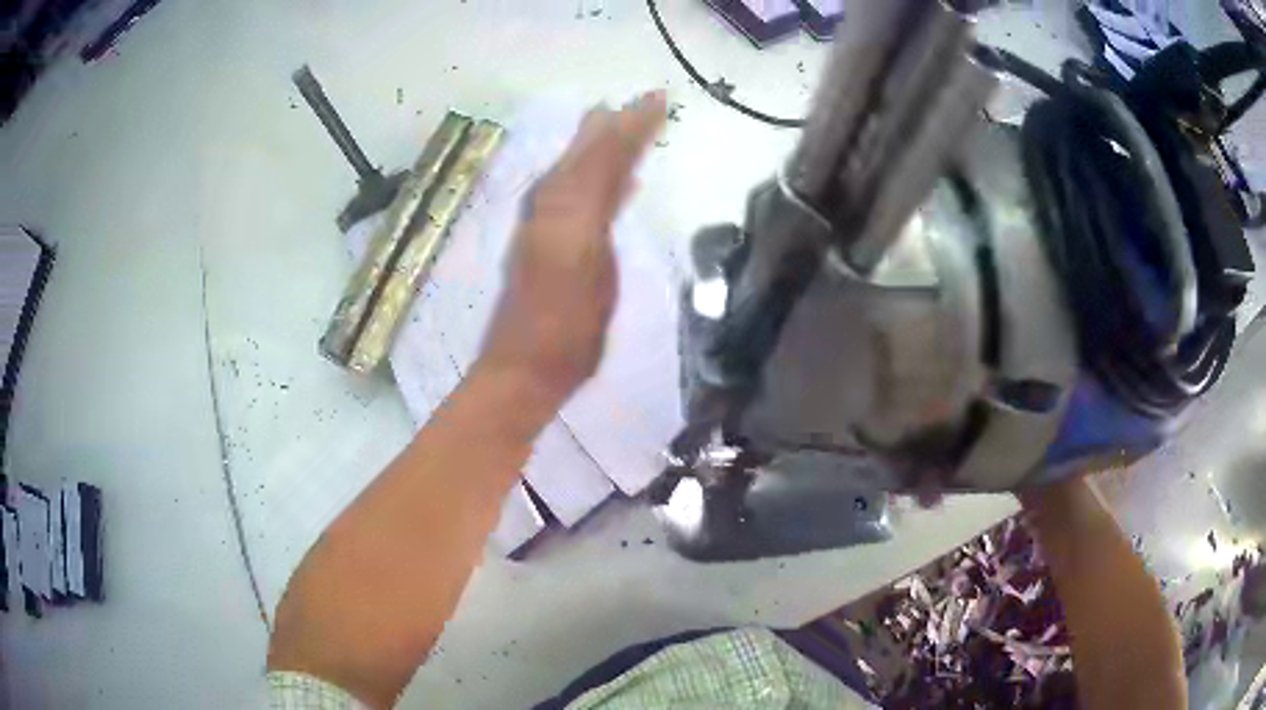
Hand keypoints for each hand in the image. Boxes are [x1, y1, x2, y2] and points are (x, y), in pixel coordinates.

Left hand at [477, 91, 667, 407]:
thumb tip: (618, 166)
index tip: (659, 100)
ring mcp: (545, 225)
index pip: (604, 153)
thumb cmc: (566, 328)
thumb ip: (599, 207)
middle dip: (616, 127)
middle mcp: (552, 205)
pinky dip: (597, 180)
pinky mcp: (545, 244)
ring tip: (624, 125)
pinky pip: (575, 196)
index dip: (632, 125)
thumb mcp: (591, 262)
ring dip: (603, 146)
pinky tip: (617, 183)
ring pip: (579, 171)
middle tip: (643, 103)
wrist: (525, 368)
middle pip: (587, 155)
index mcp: (567, 207)